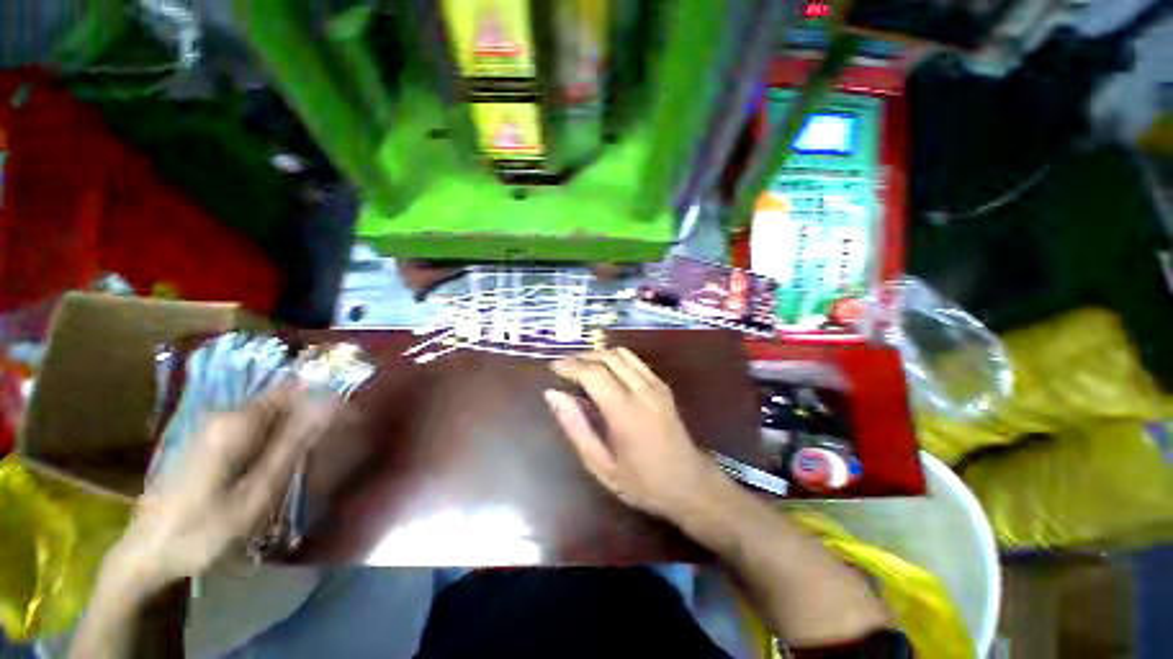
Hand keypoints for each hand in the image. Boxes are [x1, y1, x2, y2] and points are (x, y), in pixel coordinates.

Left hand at [109, 388, 342, 592]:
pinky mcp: (209, 441)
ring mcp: (213, 427)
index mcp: (237, 423)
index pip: (296, 391)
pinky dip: (277, 439)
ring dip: (296, 429)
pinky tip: (277, 466)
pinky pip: (256, 428)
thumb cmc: (203, 530)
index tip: (351, 420)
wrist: (148, 554)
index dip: (327, 401)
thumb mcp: (256, 494)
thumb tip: (331, 406)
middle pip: (284, 401)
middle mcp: (224, 415)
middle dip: (313, 417)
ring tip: (309, 460)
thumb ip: (294, 445)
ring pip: (272, 415)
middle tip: (332, 447)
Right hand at [546, 348, 724, 520]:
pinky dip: (613, 358)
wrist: (690, 484)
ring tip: (579, 366)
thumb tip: (553, 395)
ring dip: (597, 354)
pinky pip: (634, 360)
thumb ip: (576, 427)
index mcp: (626, 412)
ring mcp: (656, 385)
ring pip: (621, 353)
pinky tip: (603, 370)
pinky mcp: (662, 384)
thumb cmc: (642, 482)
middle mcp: (643, 391)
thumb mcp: (601, 465)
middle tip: (562, 367)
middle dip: (581, 357)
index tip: (553, 368)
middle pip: (607, 357)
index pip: (593, 373)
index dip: (570, 366)